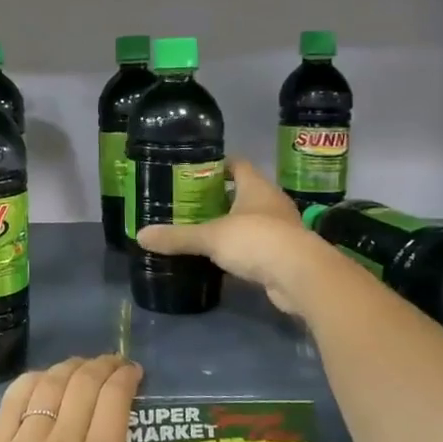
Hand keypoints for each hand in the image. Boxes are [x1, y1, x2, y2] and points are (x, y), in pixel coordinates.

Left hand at [0, 354, 206, 441]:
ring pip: (47, 386)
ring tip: (84, 369)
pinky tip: (42, 381)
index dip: (127, 376)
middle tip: (116, 366)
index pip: (113, 399)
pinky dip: (31, 382)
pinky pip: (11, 402)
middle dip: (103, 366)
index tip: (137, 373)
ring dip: (69, 369)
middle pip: (82, 384)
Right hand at [137, 158, 333, 316]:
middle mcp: (272, 203)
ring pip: (251, 220)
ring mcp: (281, 229)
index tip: (195, 170)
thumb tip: (141, 236)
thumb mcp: (211, 237)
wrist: (301, 277)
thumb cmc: (257, 240)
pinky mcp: (283, 255)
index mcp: (257, 187)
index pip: (238, 164)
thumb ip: (178, 236)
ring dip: (231, 224)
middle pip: (243, 192)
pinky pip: (257, 246)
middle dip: (219, 197)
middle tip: (190, 202)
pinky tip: (222, 257)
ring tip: (202, 229)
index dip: (218, 164)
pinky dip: (241, 249)